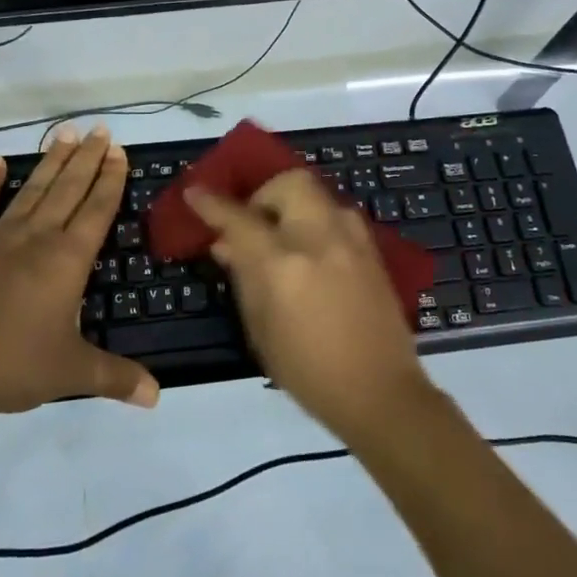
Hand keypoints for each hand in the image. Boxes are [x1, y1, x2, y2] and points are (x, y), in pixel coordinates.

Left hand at [0, 125, 158, 420]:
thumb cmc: (11, 366)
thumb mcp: (71, 372)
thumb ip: (116, 378)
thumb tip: (158, 397)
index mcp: (67, 260)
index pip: (97, 209)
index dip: (110, 179)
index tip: (118, 151)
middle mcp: (37, 237)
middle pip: (68, 188)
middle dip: (87, 158)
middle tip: (99, 129)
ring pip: (33, 190)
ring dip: (51, 161)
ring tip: (65, 133)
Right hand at [187, 172, 432, 441]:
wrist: (381, 393)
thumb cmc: (308, 371)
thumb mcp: (260, 330)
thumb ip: (244, 278)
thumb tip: (227, 244)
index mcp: (282, 264)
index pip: (239, 218)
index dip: (212, 203)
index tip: (195, 192)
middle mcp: (318, 239)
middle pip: (288, 184)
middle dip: (264, 193)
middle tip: (254, 222)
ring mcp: (351, 240)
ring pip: (316, 194)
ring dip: (293, 205)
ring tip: (283, 236)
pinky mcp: (372, 249)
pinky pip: (337, 214)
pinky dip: (316, 220)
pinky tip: (311, 250)